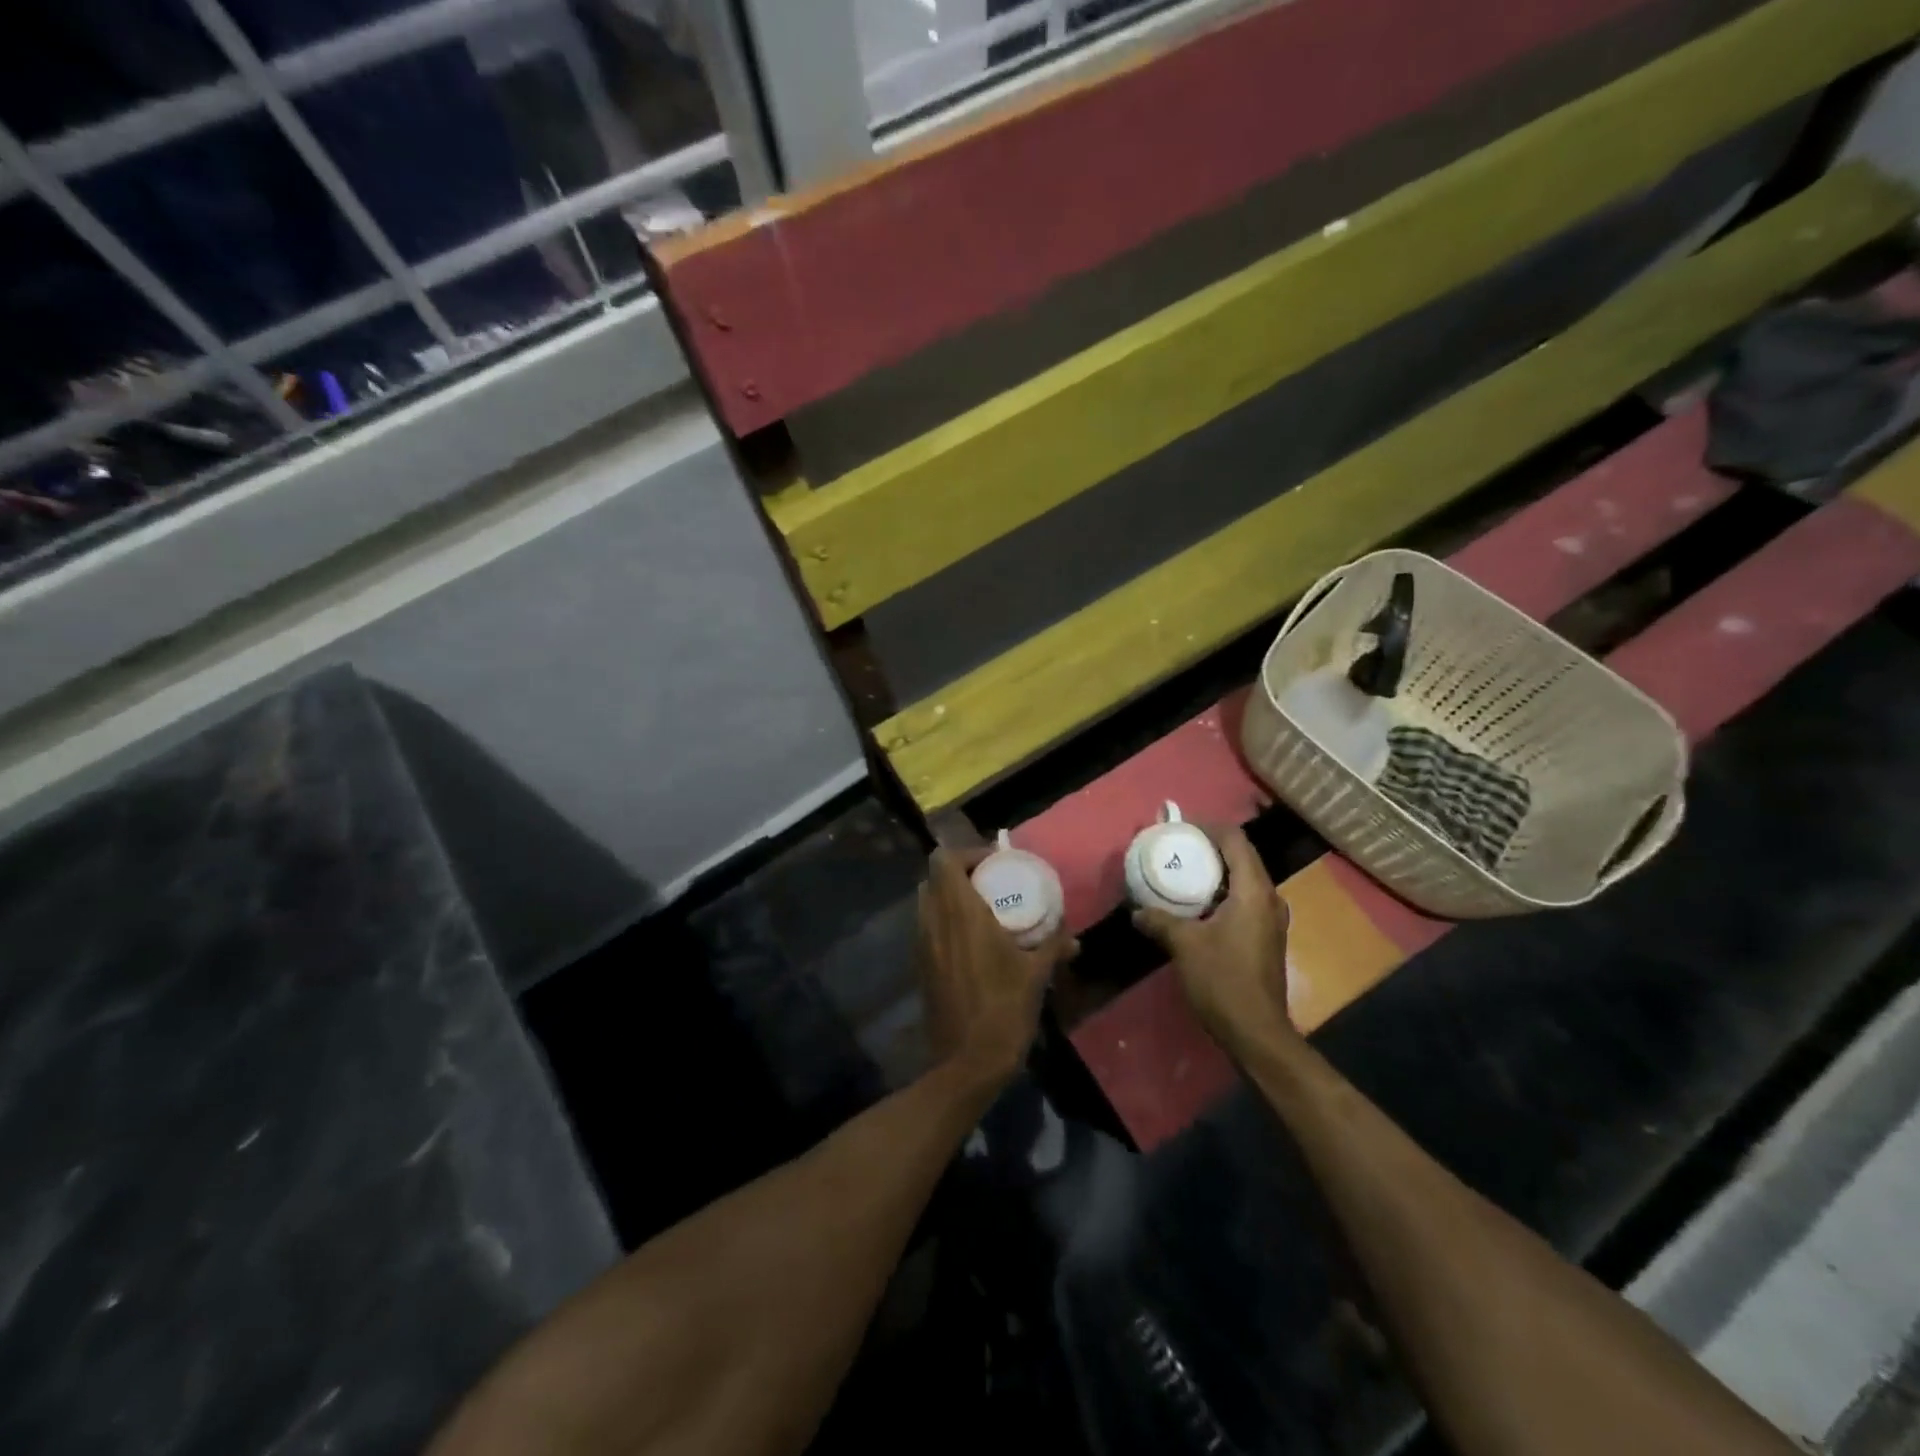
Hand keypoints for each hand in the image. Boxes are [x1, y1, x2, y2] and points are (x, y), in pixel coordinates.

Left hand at [917, 847, 1077, 1090]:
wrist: (967, 1062)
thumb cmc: (1004, 1010)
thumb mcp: (1035, 975)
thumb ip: (1053, 946)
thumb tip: (1072, 937)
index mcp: (960, 912)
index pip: (944, 859)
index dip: (968, 854)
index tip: (996, 864)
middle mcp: (934, 921)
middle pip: (933, 878)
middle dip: (959, 874)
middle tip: (990, 885)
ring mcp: (922, 944)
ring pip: (927, 903)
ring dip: (950, 898)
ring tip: (982, 912)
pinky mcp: (920, 966)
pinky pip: (927, 928)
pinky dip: (944, 923)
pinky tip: (971, 944)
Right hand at [1132, 826, 1296, 1061]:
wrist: (1257, 1033)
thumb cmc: (1223, 980)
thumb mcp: (1184, 946)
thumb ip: (1160, 921)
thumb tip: (1137, 911)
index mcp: (1254, 891)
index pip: (1236, 841)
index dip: (1209, 827)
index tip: (1181, 828)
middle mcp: (1269, 899)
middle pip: (1242, 857)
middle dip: (1210, 848)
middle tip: (1178, 848)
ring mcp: (1271, 920)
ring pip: (1244, 880)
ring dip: (1216, 872)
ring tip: (1184, 872)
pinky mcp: (1266, 938)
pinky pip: (1245, 901)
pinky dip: (1222, 893)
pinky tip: (1197, 906)